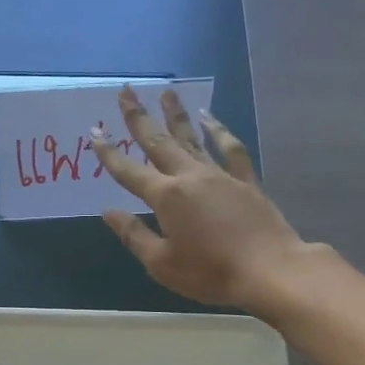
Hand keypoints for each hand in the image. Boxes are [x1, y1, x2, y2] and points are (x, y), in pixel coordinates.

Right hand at [90, 86, 312, 310]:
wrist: (268, 269)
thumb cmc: (209, 272)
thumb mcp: (161, 263)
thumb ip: (133, 235)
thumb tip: (109, 212)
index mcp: (166, 197)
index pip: (129, 172)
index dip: (110, 153)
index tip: (95, 132)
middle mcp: (190, 177)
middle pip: (159, 143)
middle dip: (139, 118)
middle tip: (126, 92)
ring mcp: (220, 175)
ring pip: (193, 138)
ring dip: (176, 115)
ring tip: (166, 92)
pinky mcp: (245, 180)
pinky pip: (229, 148)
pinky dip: (219, 130)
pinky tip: (210, 118)